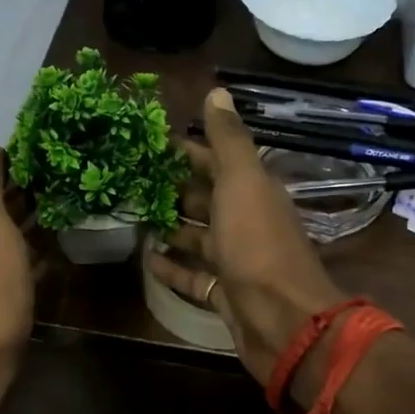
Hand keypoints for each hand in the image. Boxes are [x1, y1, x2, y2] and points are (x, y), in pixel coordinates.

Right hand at [147, 87, 344, 384]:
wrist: (284, 321)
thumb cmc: (259, 246)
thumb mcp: (243, 183)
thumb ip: (229, 140)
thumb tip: (218, 91)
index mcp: (254, 191)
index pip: (218, 161)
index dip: (188, 150)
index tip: (150, 143)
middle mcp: (247, 223)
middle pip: (207, 200)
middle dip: (173, 189)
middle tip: (130, 181)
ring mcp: (237, 262)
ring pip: (199, 239)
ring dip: (171, 227)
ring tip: (133, 217)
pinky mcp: (226, 296)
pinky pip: (195, 279)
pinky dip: (173, 269)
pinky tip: (147, 261)